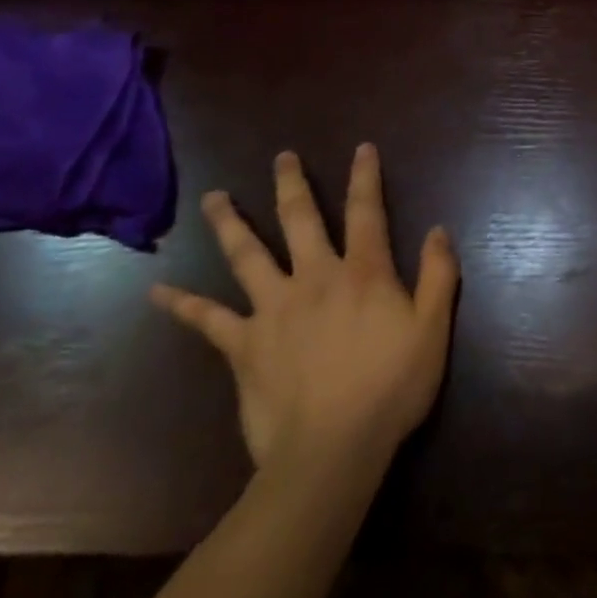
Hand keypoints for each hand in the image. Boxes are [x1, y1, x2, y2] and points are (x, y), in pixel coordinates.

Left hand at [150, 144, 459, 472]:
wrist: (332, 450)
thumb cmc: (390, 388)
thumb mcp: (433, 329)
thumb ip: (438, 275)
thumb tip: (438, 229)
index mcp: (362, 272)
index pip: (366, 212)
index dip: (365, 177)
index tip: (362, 147)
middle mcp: (315, 277)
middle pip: (300, 219)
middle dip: (292, 184)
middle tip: (282, 157)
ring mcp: (273, 308)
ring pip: (247, 255)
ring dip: (230, 223)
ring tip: (214, 197)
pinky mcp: (243, 345)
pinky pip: (208, 320)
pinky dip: (183, 305)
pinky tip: (158, 292)